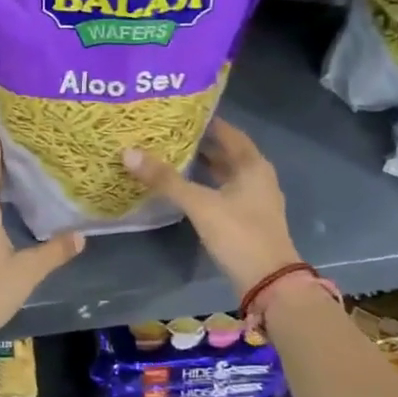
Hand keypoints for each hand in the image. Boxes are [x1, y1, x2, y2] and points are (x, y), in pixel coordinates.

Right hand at [123, 117, 299, 294]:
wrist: (269, 283)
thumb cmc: (239, 234)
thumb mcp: (200, 204)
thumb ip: (166, 180)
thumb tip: (128, 153)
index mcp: (252, 165)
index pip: (227, 132)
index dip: (204, 121)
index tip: (177, 113)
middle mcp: (258, 176)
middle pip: (227, 152)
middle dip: (200, 143)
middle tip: (168, 134)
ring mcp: (255, 199)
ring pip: (225, 174)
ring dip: (203, 165)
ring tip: (171, 156)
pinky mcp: (248, 219)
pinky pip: (225, 192)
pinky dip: (207, 185)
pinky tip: (185, 188)